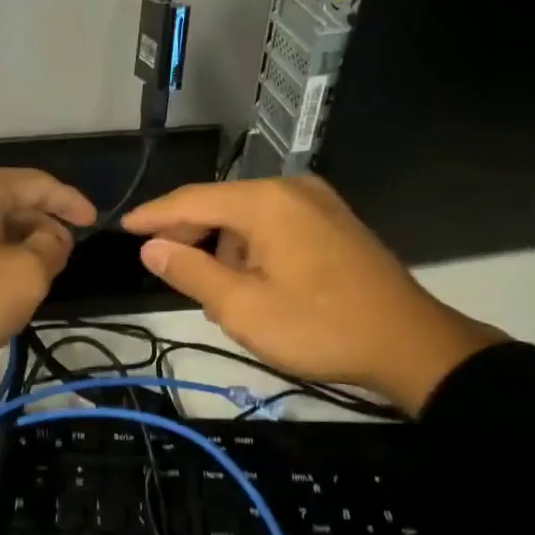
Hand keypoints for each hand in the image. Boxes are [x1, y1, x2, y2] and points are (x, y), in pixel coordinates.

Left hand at [0, 166, 96, 413]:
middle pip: (7, 201)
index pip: (37, 183)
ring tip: (29, 276)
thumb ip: (50, 249)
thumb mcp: (24, 278)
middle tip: (60, 261)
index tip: (94, 223)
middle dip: (39, 227)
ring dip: (12, 244)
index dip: (71, 203)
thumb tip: (50, 237)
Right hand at [121, 176, 504, 414]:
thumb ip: (190, 272)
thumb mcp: (243, 308)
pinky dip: (250, 247)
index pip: (192, 200)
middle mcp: (291, 189)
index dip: (154, 215)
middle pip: (221, 204)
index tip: (123, 227)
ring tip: (211, 289)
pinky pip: (274, 225)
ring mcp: (318, 203)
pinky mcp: (334, 222)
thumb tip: (151, 247)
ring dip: (221, 246)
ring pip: (247, 217)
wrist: (411, 344)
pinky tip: (249, 280)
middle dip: (189, 233)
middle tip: (164, 267)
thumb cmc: (319, 327)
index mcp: (266, 202)